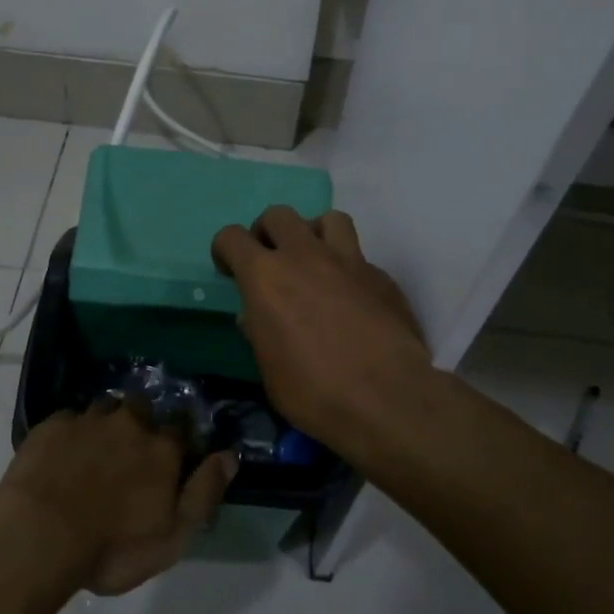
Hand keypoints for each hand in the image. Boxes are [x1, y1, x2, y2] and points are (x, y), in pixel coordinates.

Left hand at [0, 397, 236, 595]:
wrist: (40, 534)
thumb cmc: (113, 546)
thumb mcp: (173, 535)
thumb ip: (205, 492)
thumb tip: (230, 455)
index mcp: (162, 448)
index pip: (181, 429)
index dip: (178, 440)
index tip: (173, 454)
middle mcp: (130, 423)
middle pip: (142, 409)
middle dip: (140, 423)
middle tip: (129, 451)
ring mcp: (88, 420)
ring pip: (105, 408)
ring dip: (106, 423)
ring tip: (95, 449)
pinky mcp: (52, 425)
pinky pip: (69, 419)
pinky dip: (71, 432)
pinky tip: (63, 453)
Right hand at [211, 206, 429, 448]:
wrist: (387, 398)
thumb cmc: (314, 391)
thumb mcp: (269, 369)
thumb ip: (259, 332)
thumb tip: (255, 317)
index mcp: (265, 276)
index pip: (232, 237)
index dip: (225, 250)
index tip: (230, 270)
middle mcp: (305, 256)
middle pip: (279, 215)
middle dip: (268, 233)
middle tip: (271, 262)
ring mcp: (348, 261)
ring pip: (328, 219)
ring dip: (314, 234)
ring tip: (315, 263)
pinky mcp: (382, 277)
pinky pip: (359, 257)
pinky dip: (348, 269)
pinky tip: (352, 299)